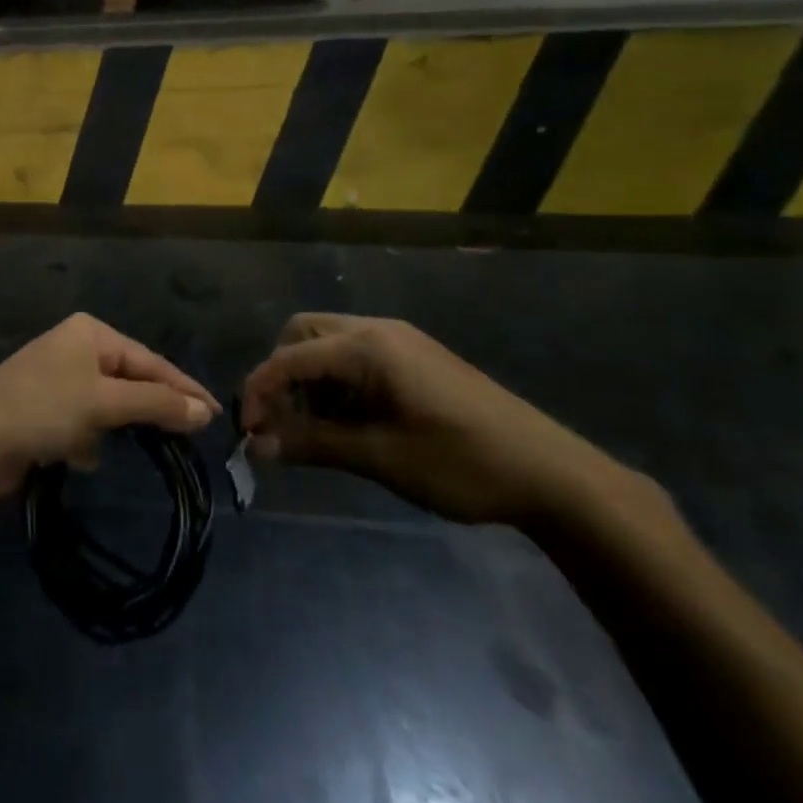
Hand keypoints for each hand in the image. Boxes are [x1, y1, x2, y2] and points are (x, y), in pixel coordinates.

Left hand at [0, 314, 219, 506]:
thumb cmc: (40, 411)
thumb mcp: (104, 404)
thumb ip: (157, 405)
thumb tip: (204, 412)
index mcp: (89, 332)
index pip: (150, 360)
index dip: (184, 388)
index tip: (217, 416)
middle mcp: (75, 348)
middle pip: (131, 380)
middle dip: (152, 410)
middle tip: (191, 438)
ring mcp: (58, 379)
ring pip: (109, 405)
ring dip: (117, 427)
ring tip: (143, 449)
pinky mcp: (45, 411)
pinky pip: (85, 422)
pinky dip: (89, 440)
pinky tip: (84, 457)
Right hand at [242, 313, 629, 525]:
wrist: (554, 474)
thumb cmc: (463, 464)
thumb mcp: (381, 457)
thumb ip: (313, 444)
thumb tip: (256, 448)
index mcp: (367, 346)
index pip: (289, 358)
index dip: (259, 392)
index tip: (248, 435)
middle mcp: (378, 329)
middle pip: (302, 335)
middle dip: (281, 375)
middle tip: (283, 424)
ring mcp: (400, 340)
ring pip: (328, 343)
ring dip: (308, 379)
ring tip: (316, 429)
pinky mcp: (415, 357)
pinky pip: (355, 355)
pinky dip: (336, 381)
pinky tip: (351, 421)